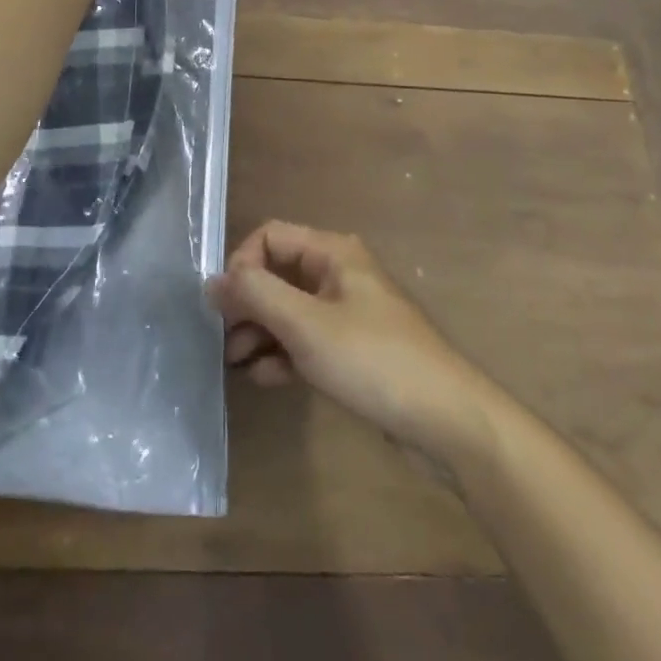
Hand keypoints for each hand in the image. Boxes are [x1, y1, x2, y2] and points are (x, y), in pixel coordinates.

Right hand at [208, 221, 497, 464]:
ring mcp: (347, 313)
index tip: (225, 306)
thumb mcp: (306, 325)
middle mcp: (338, 274)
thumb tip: (211, 280)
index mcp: (332, 252)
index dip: (242, 265)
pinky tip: (266, 378)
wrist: (449, 422)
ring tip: (237, 364)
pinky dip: (283, 353)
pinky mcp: (353, 350)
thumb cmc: (374, 360)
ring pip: (289, 309)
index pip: (270, 238)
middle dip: (247, 304)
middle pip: (277, 274)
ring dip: (260, 332)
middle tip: (223, 341)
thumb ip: (255, 296)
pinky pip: (307, 339)